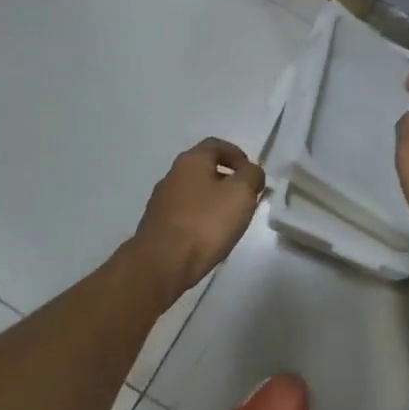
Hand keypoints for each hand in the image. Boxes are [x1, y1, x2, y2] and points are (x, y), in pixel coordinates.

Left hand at [130, 138, 265, 302]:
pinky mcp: (156, 227)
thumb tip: (251, 173)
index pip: (216, 145)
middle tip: (244, 198)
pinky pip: (184, 215)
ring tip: (229, 221)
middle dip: (226, 180)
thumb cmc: (205, 223)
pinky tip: (208, 237)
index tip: (250, 173)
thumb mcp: (241, 193)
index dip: (237, 155)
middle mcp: (172, 176)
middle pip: (203, 169)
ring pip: (193, 193)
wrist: (161, 265)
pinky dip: (199, 219)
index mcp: (191, 161)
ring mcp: (160, 202)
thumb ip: (252, 176)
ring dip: (212, 201)